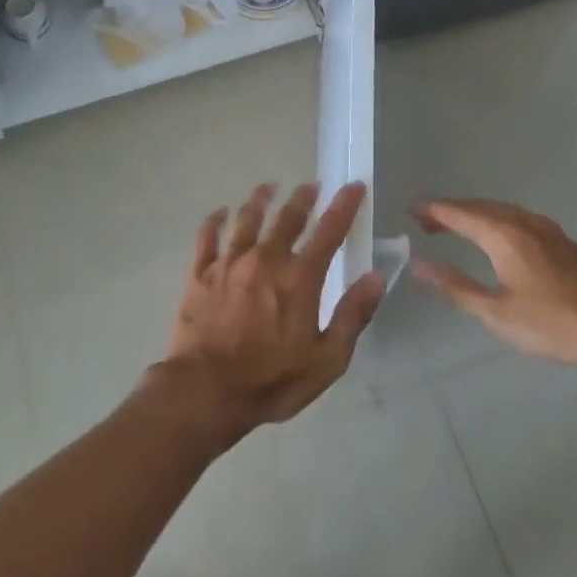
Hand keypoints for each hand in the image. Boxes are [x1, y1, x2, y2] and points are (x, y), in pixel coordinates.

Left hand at [160, 181, 383, 440]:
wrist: (206, 390)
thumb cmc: (272, 380)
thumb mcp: (327, 359)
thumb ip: (352, 315)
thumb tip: (376, 277)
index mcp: (300, 278)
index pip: (329, 231)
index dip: (344, 206)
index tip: (353, 186)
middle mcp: (265, 259)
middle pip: (287, 218)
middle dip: (302, 198)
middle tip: (310, 185)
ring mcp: (229, 264)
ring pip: (246, 219)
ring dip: (260, 199)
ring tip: (268, 186)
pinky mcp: (200, 274)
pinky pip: (207, 237)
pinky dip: (214, 221)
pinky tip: (220, 212)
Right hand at [413, 198, 576, 373]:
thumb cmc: (554, 325)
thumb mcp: (497, 313)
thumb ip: (456, 287)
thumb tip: (419, 265)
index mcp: (504, 236)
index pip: (459, 213)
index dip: (432, 210)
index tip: (409, 210)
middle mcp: (524, 223)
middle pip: (479, 207)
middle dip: (451, 211)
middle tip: (425, 222)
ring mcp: (548, 230)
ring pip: (501, 211)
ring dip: (474, 214)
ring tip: (455, 227)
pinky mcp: (563, 242)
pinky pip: (518, 218)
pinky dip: (496, 220)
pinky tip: (497, 238)